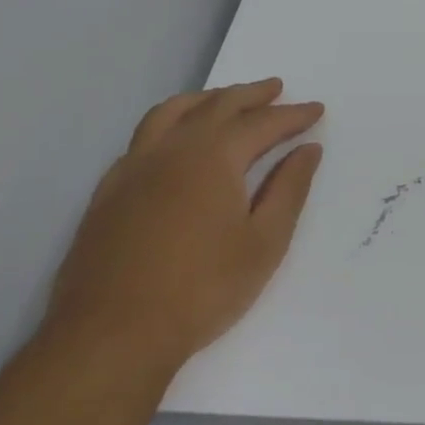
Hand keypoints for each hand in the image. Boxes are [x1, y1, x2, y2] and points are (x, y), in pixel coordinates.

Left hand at [44, 78, 324, 381]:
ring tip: (225, 100)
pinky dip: (170, 124)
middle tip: (276, 89)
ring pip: (172, 112)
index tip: (315, 109)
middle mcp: (172, 148)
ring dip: (206, 99)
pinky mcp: (109, 191)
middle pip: (216, 105)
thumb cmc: (201, 289)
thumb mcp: (264, 242)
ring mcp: (133, 167)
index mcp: (213, 156)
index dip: (293, 115)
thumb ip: (289, 189)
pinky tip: (176, 143)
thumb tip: (308, 150)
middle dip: (251, 95)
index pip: (262, 122)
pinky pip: (143, 137)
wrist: (110, 336)